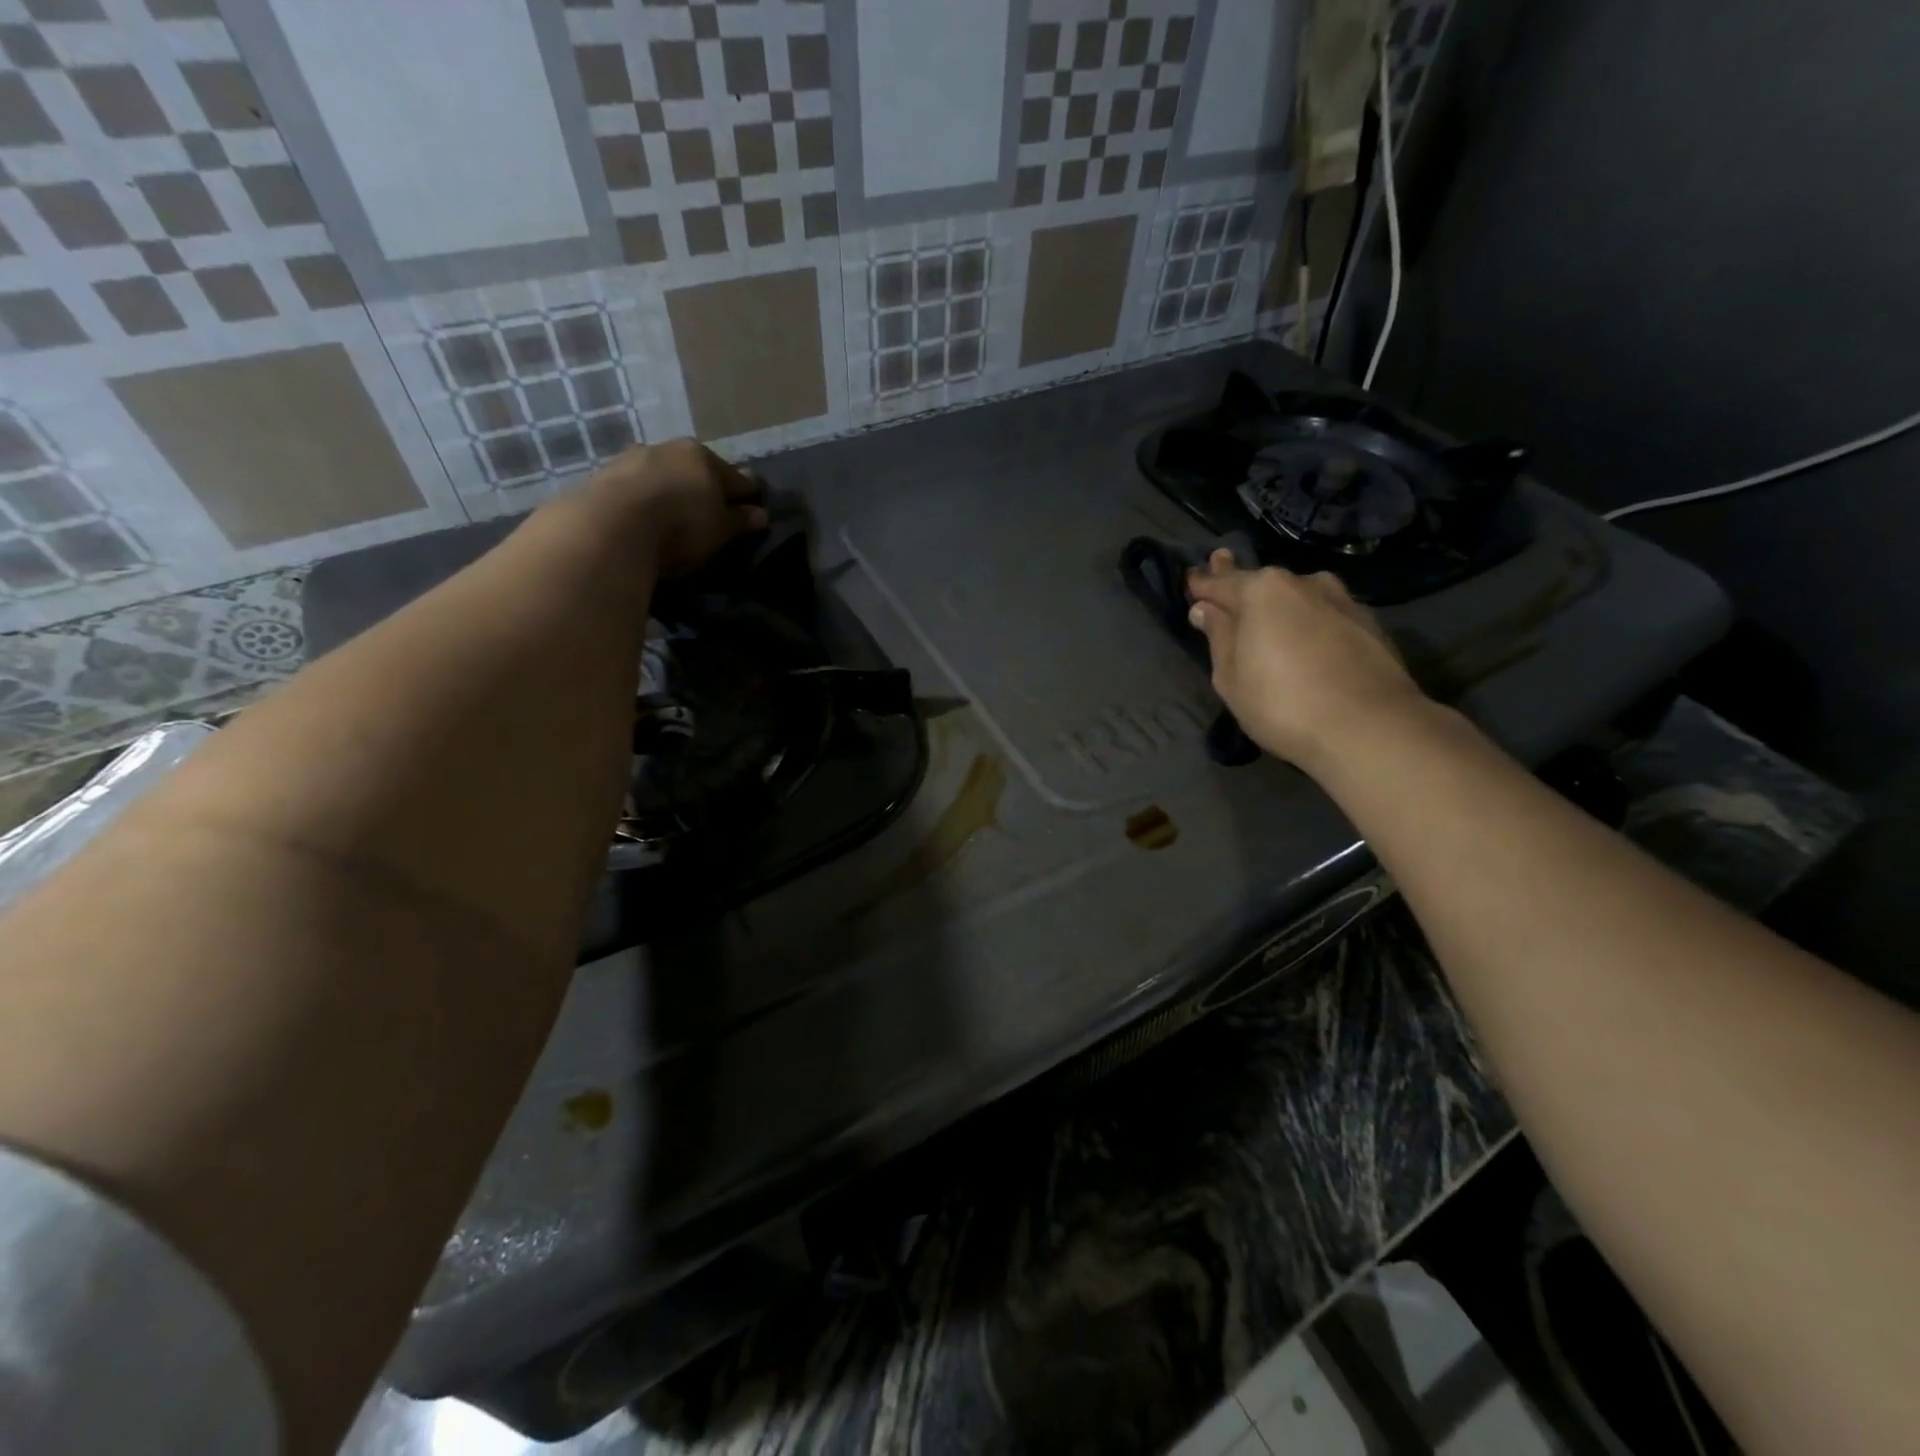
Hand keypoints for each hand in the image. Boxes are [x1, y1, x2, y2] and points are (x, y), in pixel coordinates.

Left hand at [589, 438, 768, 577]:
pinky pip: (634, 488)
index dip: (748, 494)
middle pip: (696, 470)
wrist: (611, 527)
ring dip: (670, 491)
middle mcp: (668, 448)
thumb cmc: (680, 526)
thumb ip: (740, 521)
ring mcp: (631, 459)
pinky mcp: (602, 477)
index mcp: (703, 456)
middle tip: (712, 513)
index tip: (755, 506)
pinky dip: (644, 500)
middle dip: (705, 488)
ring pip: (662, 475)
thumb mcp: (720, 530)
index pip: (736, 477)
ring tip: (673, 516)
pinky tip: (644, 518)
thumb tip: (760, 514)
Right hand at [1186, 552, 1425, 771]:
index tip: (1190, 578)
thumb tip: (1206, 609)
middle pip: (1262, 583)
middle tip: (1222, 568)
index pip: (1221, 583)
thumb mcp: (1231, 676)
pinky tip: (1306, 635)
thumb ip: (1218, 636)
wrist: (1369, 727)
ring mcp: (1342, 601)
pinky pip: (1325, 614)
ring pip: (1299, 595)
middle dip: (1241, 583)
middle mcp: (1303, 584)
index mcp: (1262, 591)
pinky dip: (1309, 619)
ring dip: (1280, 601)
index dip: (1202, 584)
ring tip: (1267, 610)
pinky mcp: (1369, 624)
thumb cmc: (1281, 703)